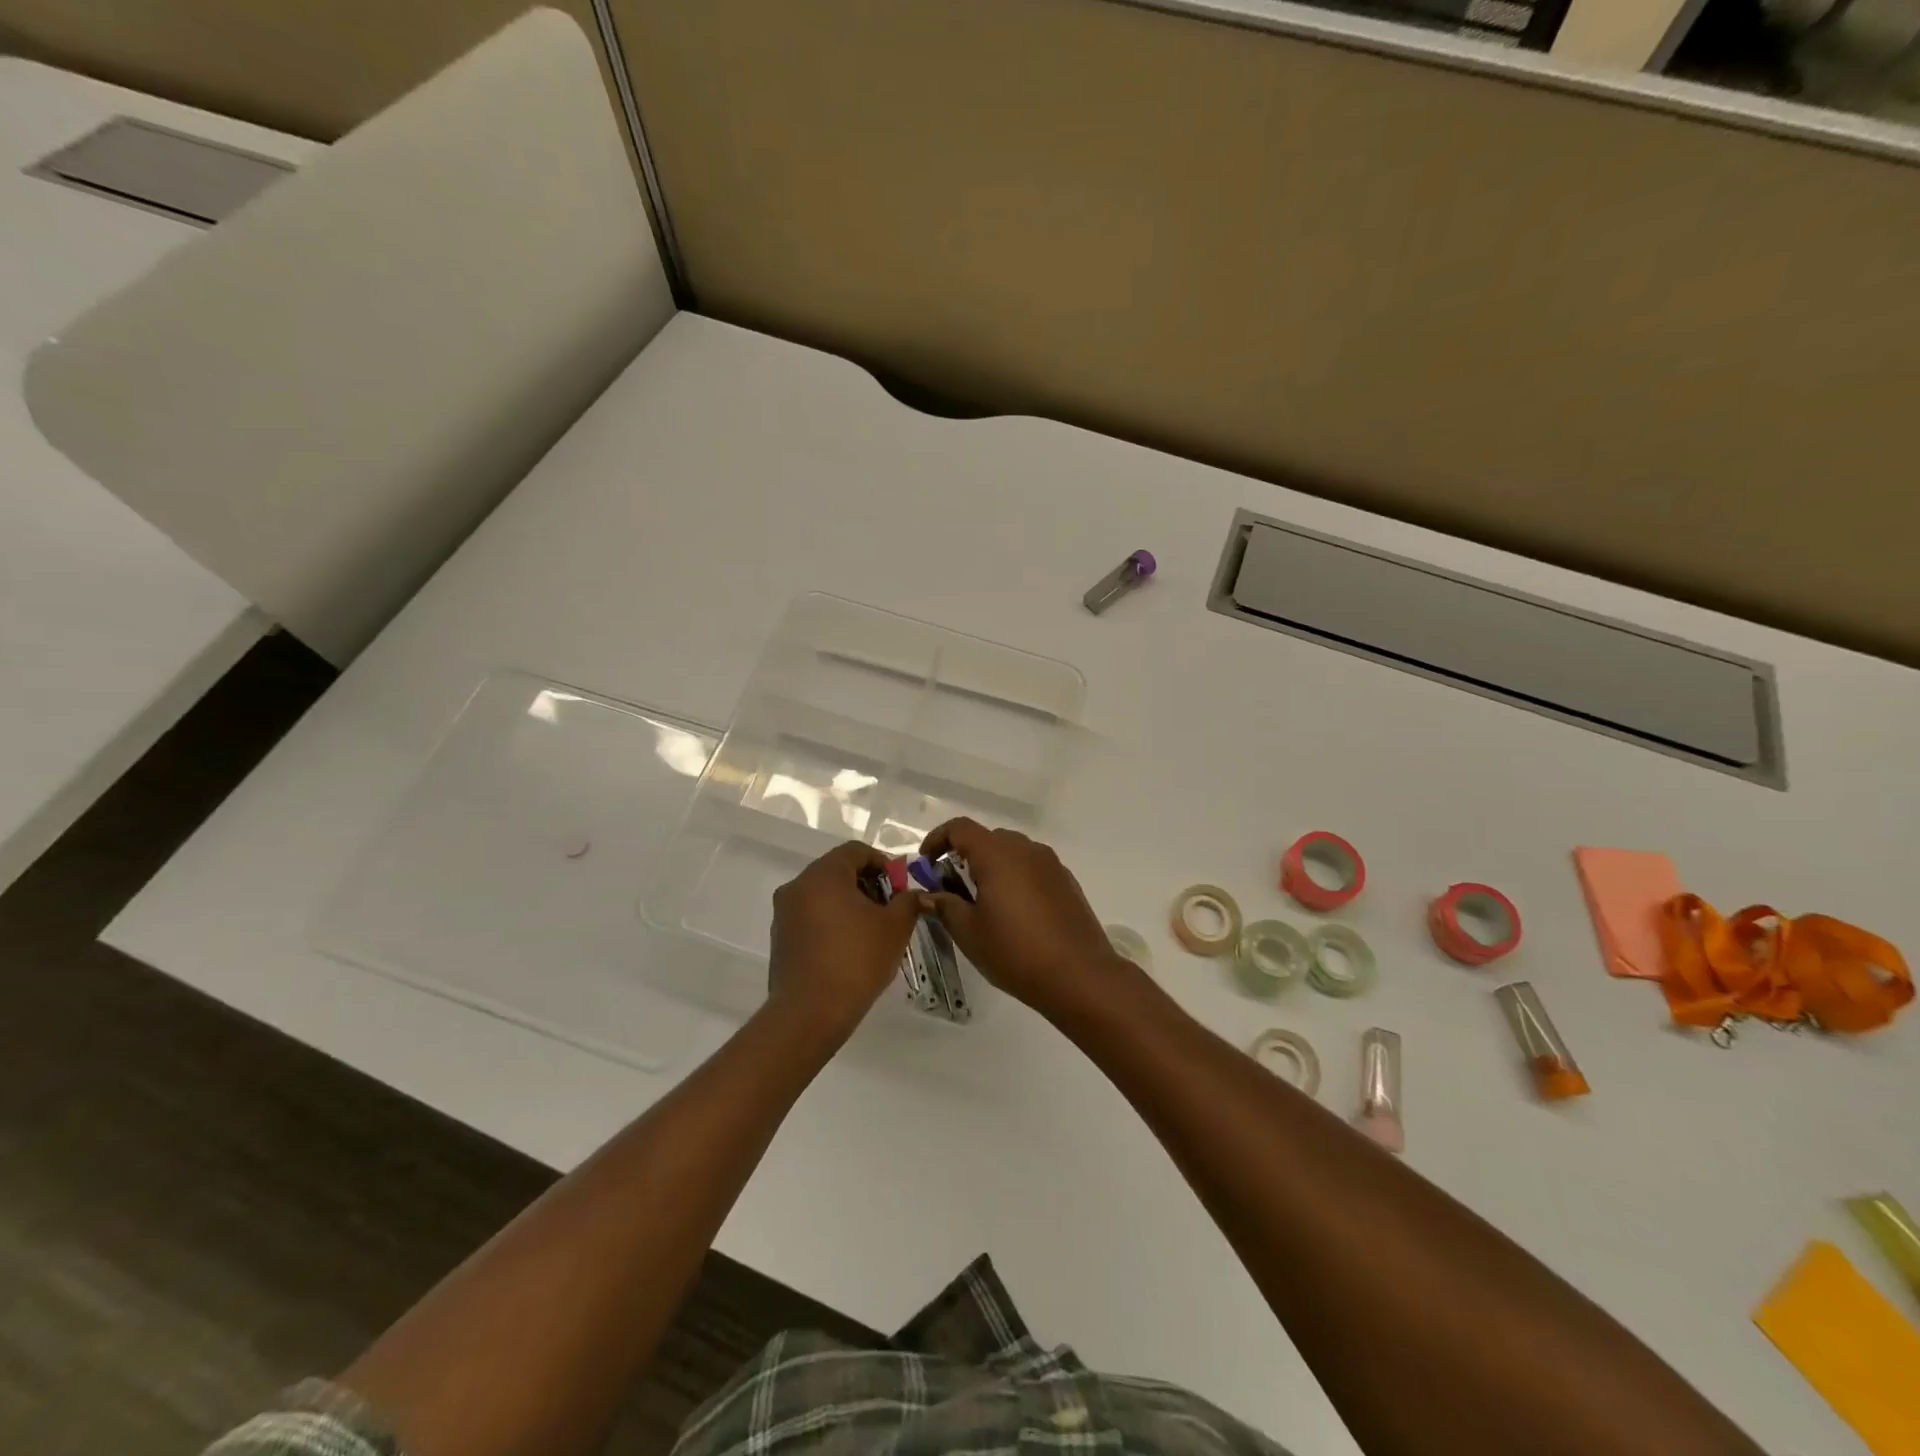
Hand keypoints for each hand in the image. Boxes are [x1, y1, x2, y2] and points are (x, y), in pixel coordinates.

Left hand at [768, 842, 921, 1038]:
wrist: (810, 1013)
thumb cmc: (856, 960)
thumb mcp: (895, 927)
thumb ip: (908, 901)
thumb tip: (912, 894)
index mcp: (824, 874)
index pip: (856, 851)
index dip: (883, 863)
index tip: (900, 887)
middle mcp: (798, 886)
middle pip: (838, 871)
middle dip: (867, 885)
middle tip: (890, 909)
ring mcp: (784, 913)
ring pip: (823, 895)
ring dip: (849, 904)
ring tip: (872, 931)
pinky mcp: (780, 938)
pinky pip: (810, 917)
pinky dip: (832, 921)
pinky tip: (849, 948)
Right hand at [919, 818, 1132, 1020]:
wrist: (1080, 975)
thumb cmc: (1016, 952)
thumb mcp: (969, 932)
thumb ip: (944, 906)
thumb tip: (927, 895)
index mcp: (997, 854)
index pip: (960, 828)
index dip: (938, 840)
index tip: (926, 864)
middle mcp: (1026, 849)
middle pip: (987, 839)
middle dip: (964, 856)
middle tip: (951, 889)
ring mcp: (1051, 864)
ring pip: (1012, 853)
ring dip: (991, 867)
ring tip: (983, 903)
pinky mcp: (1067, 882)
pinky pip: (1032, 868)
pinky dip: (1015, 879)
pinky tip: (1015, 914)